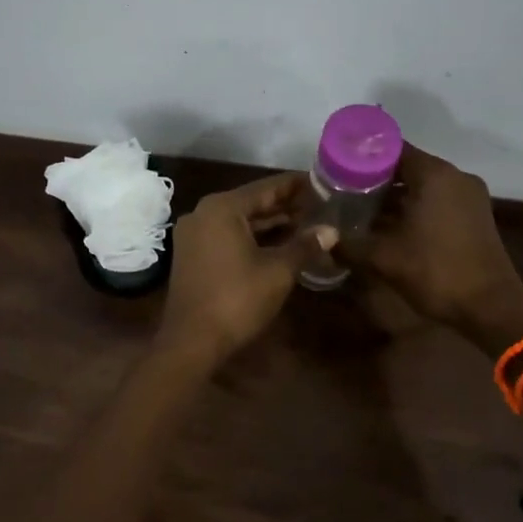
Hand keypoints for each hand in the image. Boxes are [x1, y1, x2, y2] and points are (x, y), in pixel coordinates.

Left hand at [156, 173, 336, 368]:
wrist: (192, 340)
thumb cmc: (237, 299)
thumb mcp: (278, 271)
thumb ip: (304, 246)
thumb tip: (331, 230)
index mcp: (222, 208)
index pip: (266, 188)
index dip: (295, 185)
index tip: (320, 181)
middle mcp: (203, 213)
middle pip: (251, 203)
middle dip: (284, 205)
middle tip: (318, 203)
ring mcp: (194, 235)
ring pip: (239, 221)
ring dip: (270, 224)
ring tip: (305, 223)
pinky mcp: (192, 255)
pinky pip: (227, 236)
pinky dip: (252, 238)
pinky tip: (279, 244)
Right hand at [350, 144, 522, 333]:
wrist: (491, 308)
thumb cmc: (436, 272)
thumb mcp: (384, 259)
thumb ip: (349, 245)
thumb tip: (323, 240)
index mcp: (434, 175)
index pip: (392, 148)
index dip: (362, 155)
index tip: (337, 166)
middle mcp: (454, 177)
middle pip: (406, 166)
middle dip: (374, 177)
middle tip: (342, 189)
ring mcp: (468, 196)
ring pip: (422, 185)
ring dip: (393, 195)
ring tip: (359, 207)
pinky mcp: (473, 216)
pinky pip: (436, 200)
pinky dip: (413, 207)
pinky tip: (388, 225)